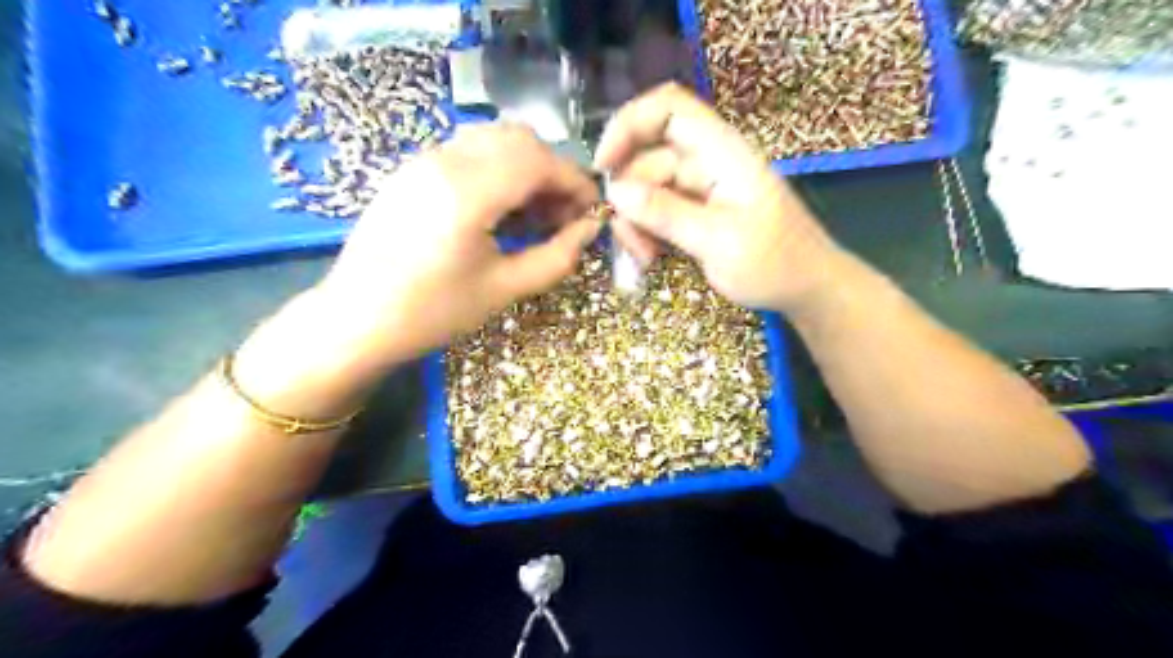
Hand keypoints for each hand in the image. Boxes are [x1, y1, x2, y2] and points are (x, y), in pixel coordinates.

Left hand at [316, 123, 598, 364]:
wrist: (356, 319)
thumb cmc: (433, 313)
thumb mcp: (504, 289)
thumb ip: (557, 256)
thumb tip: (591, 228)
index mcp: (467, 192)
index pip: (539, 161)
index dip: (575, 182)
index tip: (593, 210)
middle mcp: (444, 160)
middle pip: (519, 139)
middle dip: (553, 172)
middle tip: (564, 215)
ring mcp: (423, 159)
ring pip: (494, 139)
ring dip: (526, 167)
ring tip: (535, 214)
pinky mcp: (412, 168)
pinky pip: (469, 151)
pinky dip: (499, 169)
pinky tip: (501, 210)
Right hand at [600, 82, 839, 313]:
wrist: (807, 289)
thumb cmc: (774, 263)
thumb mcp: (717, 241)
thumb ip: (666, 214)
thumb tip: (615, 191)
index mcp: (723, 153)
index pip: (669, 108)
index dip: (629, 125)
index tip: (603, 166)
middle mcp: (709, 162)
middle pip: (649, 157)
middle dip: (630, 196)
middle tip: (630, 241)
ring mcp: (702, 188)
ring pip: (649, 189)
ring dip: (637, 222)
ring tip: (645, 258)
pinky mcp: (698, 212)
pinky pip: (659, 211)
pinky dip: (648, 232)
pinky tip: (651, 258)